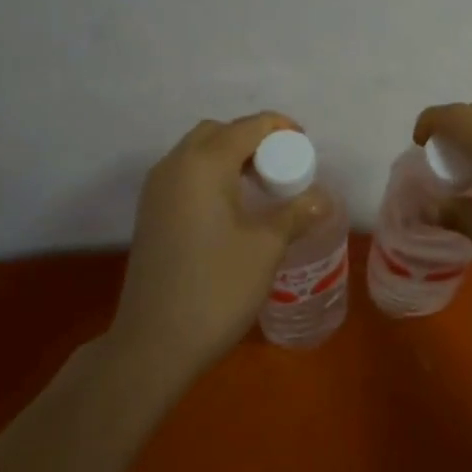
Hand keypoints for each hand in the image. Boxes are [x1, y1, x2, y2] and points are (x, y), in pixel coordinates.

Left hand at [111, 113, 329, 377]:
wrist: (153, 344)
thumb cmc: (216, 289)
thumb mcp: (266, 247)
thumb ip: (295, 213)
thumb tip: (322, 198)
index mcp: (204, 165)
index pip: (248, 127)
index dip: (280, 128)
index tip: (306, 147)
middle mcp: (175, 166)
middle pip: (218, 132)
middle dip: (253, 139)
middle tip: (282, 167)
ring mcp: (156, 190)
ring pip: (197, 152)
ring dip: (230, 156)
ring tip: (261, 187)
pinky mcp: (150, 213)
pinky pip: (185, 174)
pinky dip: (211, 174)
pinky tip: (232, 207)